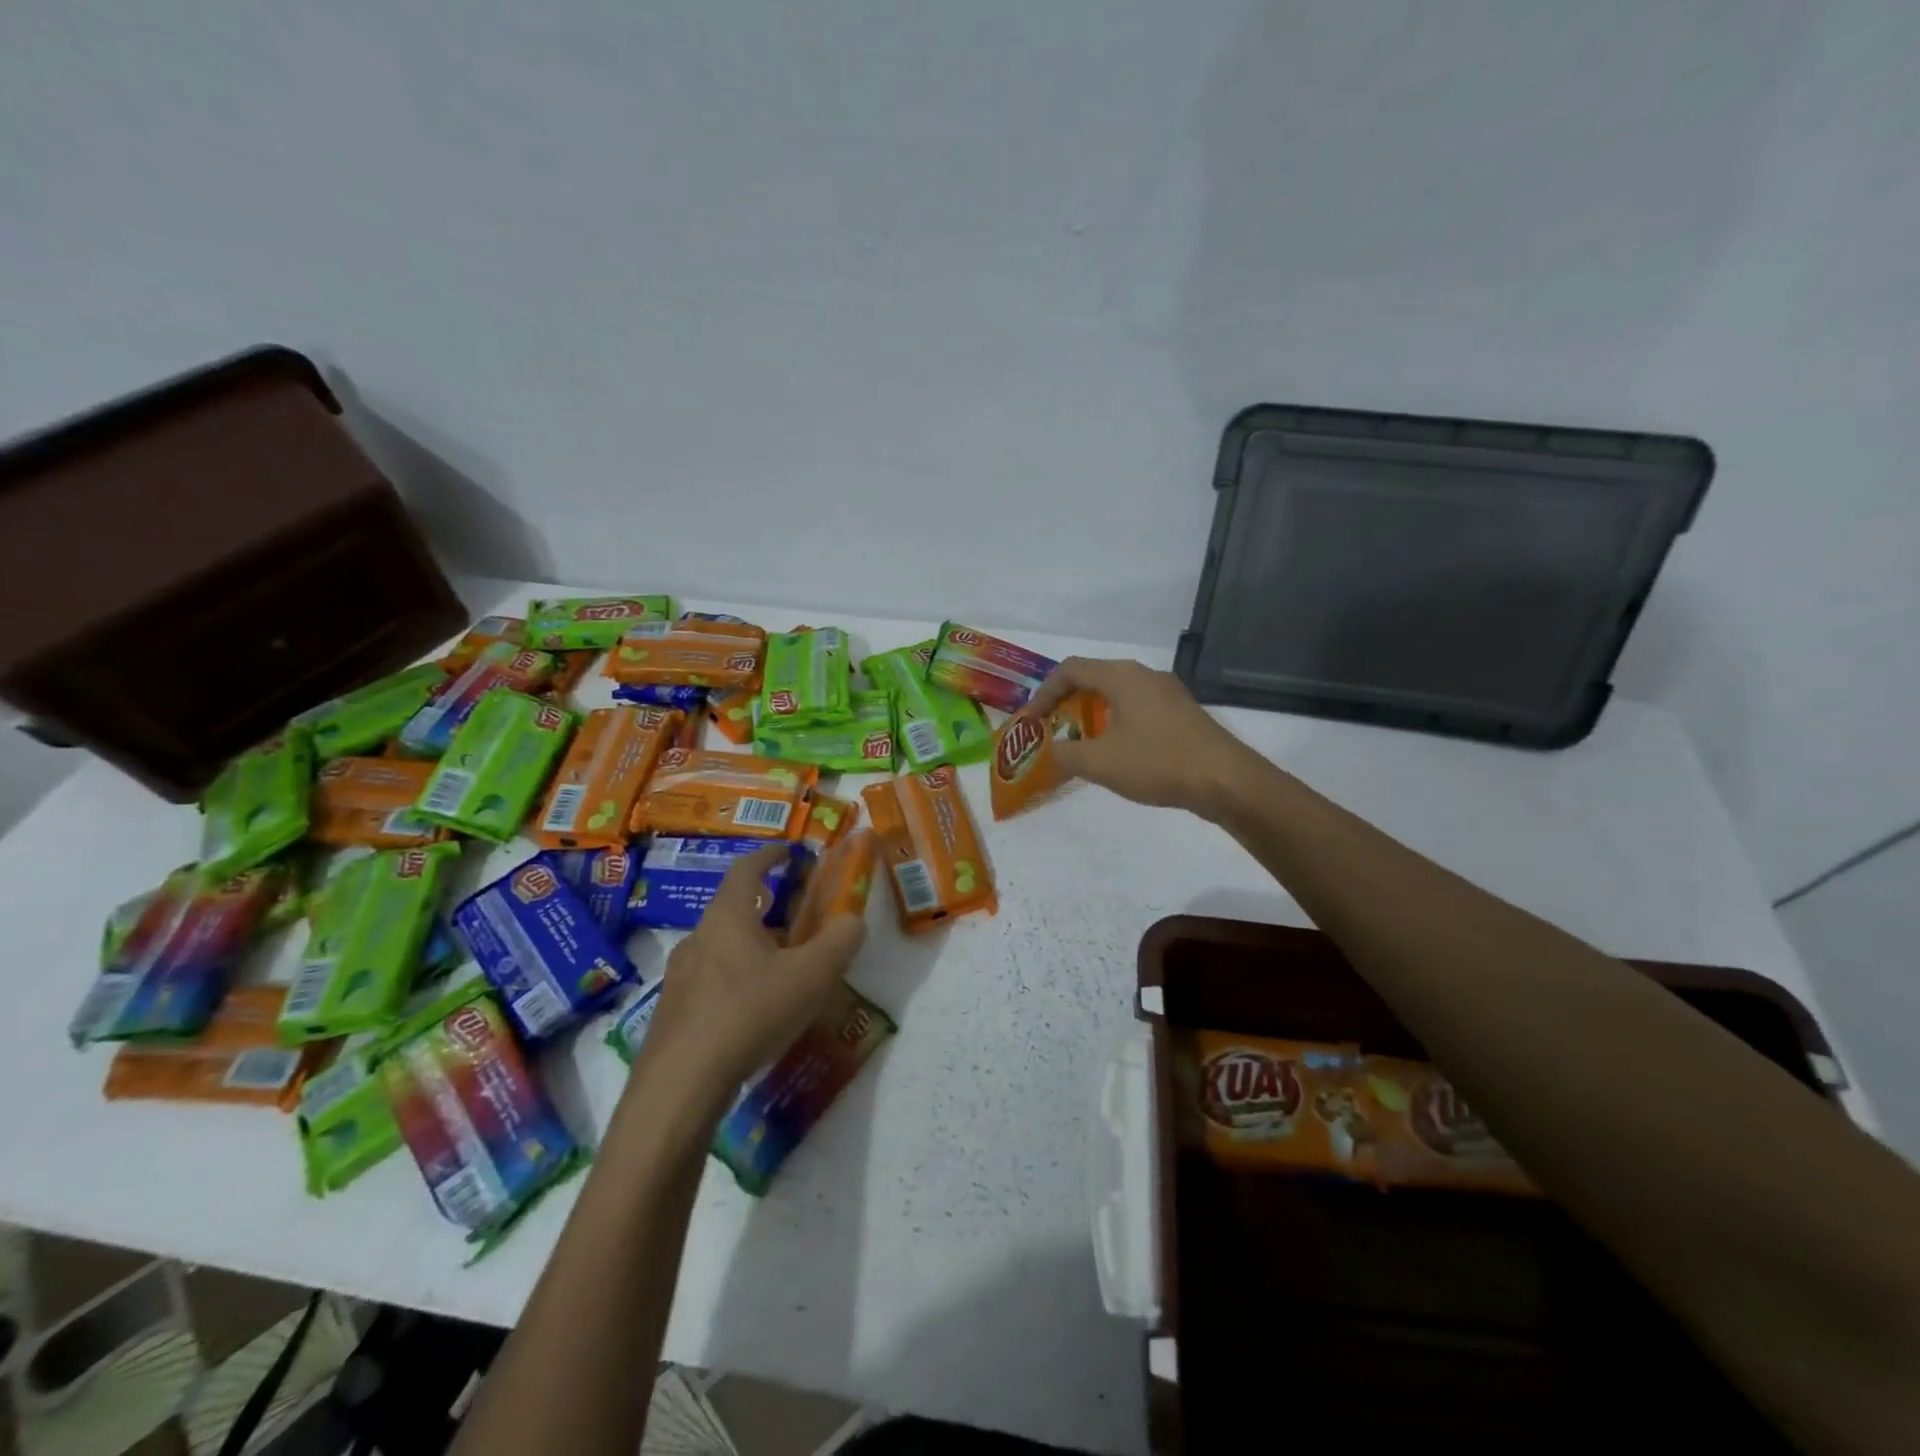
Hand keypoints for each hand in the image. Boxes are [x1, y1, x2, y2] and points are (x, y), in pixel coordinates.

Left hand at [640, 845, 866, 1105]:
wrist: (680, 1085)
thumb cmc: (750, 1012)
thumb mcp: (811, 976)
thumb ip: (839, 942)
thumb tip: (853, 919)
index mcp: (728, 917)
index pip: (747, 869)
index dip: (769, 856)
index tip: (788, 850)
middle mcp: (698, 938)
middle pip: (733, 910)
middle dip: (766, 909)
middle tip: (796, 921)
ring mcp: (679, 977)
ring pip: (720, 948)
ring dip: (750, 947)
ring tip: (779, 970)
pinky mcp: (672, 1013)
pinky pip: (709, 981)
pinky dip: (735, 980)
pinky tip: (752, 1011)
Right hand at [1027, 657, 1255, 818]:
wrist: (1225, 780)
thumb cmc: (1158, 763)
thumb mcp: (1100, 763)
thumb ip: (1064, 754)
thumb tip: (1049, 753)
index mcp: (1121, 676)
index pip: (1069, 670)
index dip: (1043, 693)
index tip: (1032, 721)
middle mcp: (1143, 674)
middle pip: (1093, 678)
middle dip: (1065, 703)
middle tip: (1050, 730)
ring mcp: (1166, 692)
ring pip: (1116, 693)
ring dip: (1091, 714)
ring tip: (1078, 742)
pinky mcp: (1181, 712)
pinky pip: (1136, 706)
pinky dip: (1115, 721)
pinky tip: (1115, 751)